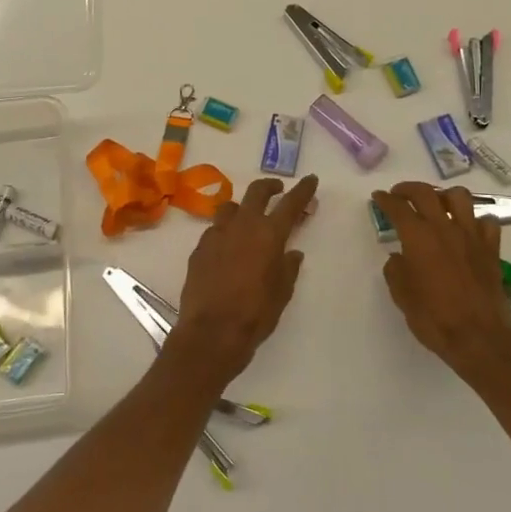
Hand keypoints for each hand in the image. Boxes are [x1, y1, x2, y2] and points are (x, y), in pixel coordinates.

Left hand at [169, 175, 317, 386]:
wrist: (211, 332)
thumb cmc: (255, 314)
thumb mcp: (282, 292)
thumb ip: (288, 267)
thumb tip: (292, 253)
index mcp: (269, 234)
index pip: (290, 203)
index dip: (303, 190)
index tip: (310, 179)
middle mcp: (242, 226)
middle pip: (257, 192)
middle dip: (270, 186)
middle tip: (278, 189)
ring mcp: (217, 234)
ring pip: (231, 207)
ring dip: (243, 207)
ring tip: (249, 218)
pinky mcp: (199, 248)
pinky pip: (215, 230)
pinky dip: (225, 231)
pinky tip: (228, 247)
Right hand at [373, 182, 510, 385]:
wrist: (479, 338)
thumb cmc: (434, 318)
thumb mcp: (402, 296)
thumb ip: (396, 270)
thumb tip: (399, 257)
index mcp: (418, 237)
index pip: (398, 207)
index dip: (385, 199)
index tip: (378, 197)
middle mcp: (444, 228)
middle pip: (426, 193)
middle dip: (408, 189)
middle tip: (399, 194)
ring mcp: (471, 236)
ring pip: (460, 197)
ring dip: (444, 196)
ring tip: (437, 205)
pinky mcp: (491, 249)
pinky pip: (487, 222)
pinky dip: (476, 220)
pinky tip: (468, 229)